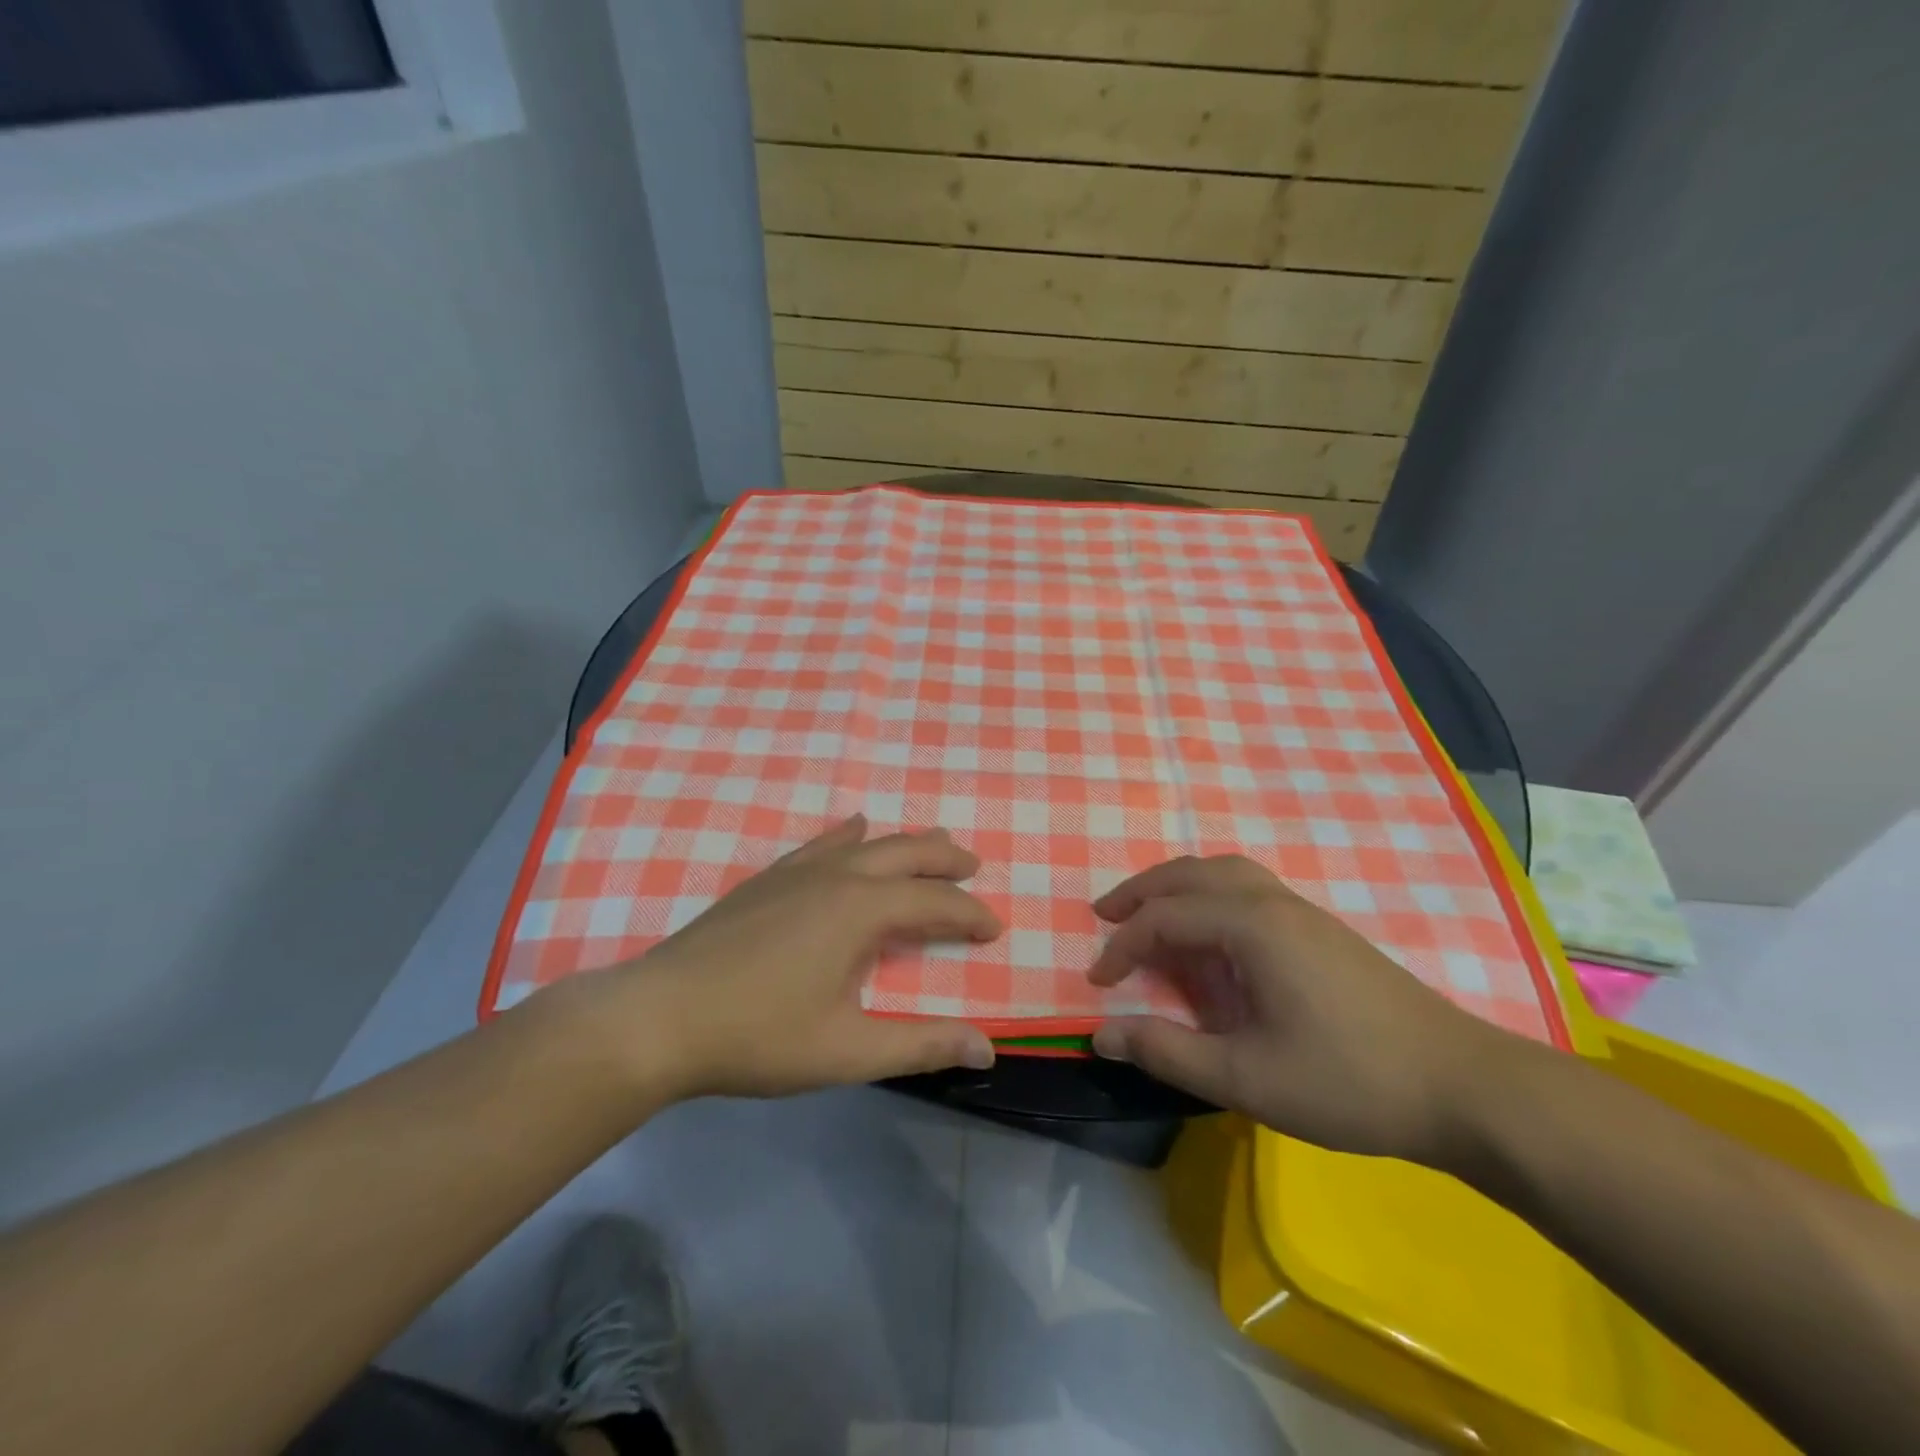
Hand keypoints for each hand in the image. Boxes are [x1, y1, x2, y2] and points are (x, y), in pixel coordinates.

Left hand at [618, 816, 1001, 1098]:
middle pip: (905, 853)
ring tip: (931, 842)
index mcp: (861, 911)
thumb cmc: (758, 1036)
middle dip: (945, 858)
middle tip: (973, 865)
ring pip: (865, 843)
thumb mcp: (847, 1050)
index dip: (969, 914)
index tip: (994, 928)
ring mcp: (796, 872)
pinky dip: (847, 835)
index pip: (934, 903)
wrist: (658, 1017)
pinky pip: (820, 844)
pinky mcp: (766, 879)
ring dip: (904, 844)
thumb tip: (988, 1047)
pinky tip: (852, 829)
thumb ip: (920, 1045)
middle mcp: (836, 877)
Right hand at [1088, 855, 1518, 1165]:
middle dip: (1142, 892)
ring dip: (1178, 886)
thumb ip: (1167, 1052)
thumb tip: (1101, 1034)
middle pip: (1191, 874)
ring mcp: (1303, 912)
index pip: (1165, 919)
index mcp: (1252, 926)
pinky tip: (1211, 933)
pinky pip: (1248, 889)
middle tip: (1105, 917)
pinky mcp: (1322, 930)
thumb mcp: (1246, 1078)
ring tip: (1149, 913)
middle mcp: (1273, 903)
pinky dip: (1210, 895)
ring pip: (1224, 873)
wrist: (1464, 1087)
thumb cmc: (1349, 1081)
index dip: (1122, 947)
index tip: (1096, 983)